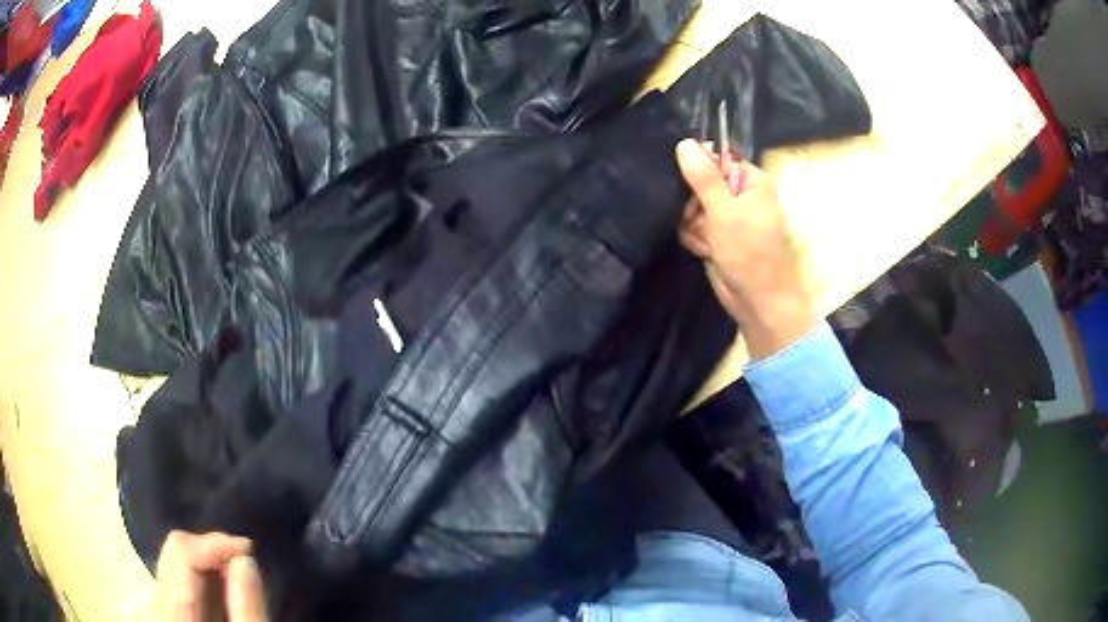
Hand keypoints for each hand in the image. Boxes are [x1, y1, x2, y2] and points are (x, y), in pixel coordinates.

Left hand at [154, 531, 269, 621]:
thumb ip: (247, 609)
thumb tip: (245, 559)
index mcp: (170, 611)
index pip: (181, 551)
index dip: (214, 543)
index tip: (250, 550)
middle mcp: (158, 602)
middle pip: (175, 552)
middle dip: (213, 553)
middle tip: (248, 563)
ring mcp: (162, 607)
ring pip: (178, 565)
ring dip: (212, 566)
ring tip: (242, 578)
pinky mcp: (170, 614)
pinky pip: (184, 582)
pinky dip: (208, 580)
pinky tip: (228, 593)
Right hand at [676, 139, 816, 359]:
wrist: (759, 302)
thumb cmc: (751, 254)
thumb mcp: (725, 211)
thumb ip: (704, 177)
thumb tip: (684, 142)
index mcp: (750, 179)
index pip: (714, 157)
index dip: (699, 171)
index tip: (690, 187)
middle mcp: (739, 193)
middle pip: (698, 181)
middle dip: (694, 204)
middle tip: (703, 221)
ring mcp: (727, 215)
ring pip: (691, 205)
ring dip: (694, 225)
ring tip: (709, 241)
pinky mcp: (717, 235)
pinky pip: (693, 225)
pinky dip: (696, 238)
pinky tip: (706, 250)